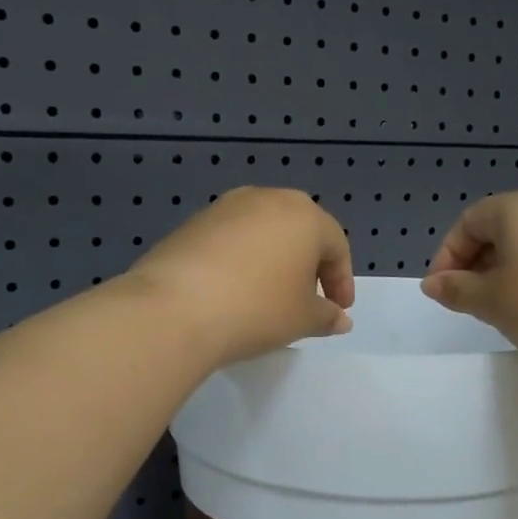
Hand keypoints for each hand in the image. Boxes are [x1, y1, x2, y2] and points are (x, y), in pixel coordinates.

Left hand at [124, 187, 354, 366]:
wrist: (175, 308)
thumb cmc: (257, 309)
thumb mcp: (302, 319)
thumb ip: (326, 316)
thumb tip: (340, 319)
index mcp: (304, 215)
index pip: (335, 245)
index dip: (341, 280)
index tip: (338, 310)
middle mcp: (266, 199)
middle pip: (298, 230)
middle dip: (308, 264)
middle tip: (307, 298)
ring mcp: (224, 207)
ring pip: (262, 231)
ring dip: (272, 259)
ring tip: (268, 295)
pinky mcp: (192, 223)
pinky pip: (230, 240)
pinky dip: (240, 260)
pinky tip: (232, 290)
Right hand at [420, 188, 517, 373]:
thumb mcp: (492, 302)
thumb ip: (456, 289)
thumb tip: (433, 283)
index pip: (469, 221)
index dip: (448, 256)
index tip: (443, 291)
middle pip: (502, 228)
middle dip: (478, 263)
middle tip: (471, 301)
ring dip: (510, 270)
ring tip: (507, 308)